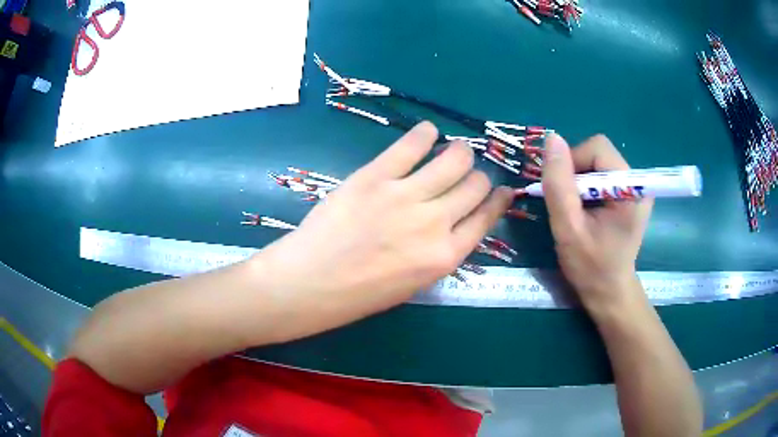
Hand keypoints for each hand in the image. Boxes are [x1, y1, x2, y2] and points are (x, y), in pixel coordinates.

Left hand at [257, 122, 512, 339]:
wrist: (311, 283)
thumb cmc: (360, 293)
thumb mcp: (414, 282)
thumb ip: (440, 251)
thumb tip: (455, 219)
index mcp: (446, 256)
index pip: (486, 216)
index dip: (498, 199)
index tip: (500, 189)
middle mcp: (435, 223)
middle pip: (476, 184)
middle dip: (477, 176)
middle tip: (466, 173)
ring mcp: (405, 196)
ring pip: (454, 159)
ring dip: (460, 151)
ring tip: (452, 150)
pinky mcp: (376, 176)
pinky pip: (412, 145)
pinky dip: (425, 134)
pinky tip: (427, 133)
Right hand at [541, 134, 652, 311]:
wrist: (609, 291)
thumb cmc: (590, 267)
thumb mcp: (568, 228)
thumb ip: (559, 184)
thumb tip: (552, 139)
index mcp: (631, 189)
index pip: (597, 148)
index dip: (573, 163)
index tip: (563, 193)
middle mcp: (638, 182)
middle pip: (598, 152)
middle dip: (576, 172)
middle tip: (569, 204)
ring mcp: (635, 188)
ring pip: (598, 162)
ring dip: (579, 180)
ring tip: (576, 210)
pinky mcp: (629, 194)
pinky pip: (602, 173)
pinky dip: (586, 186)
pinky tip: (585, 209)